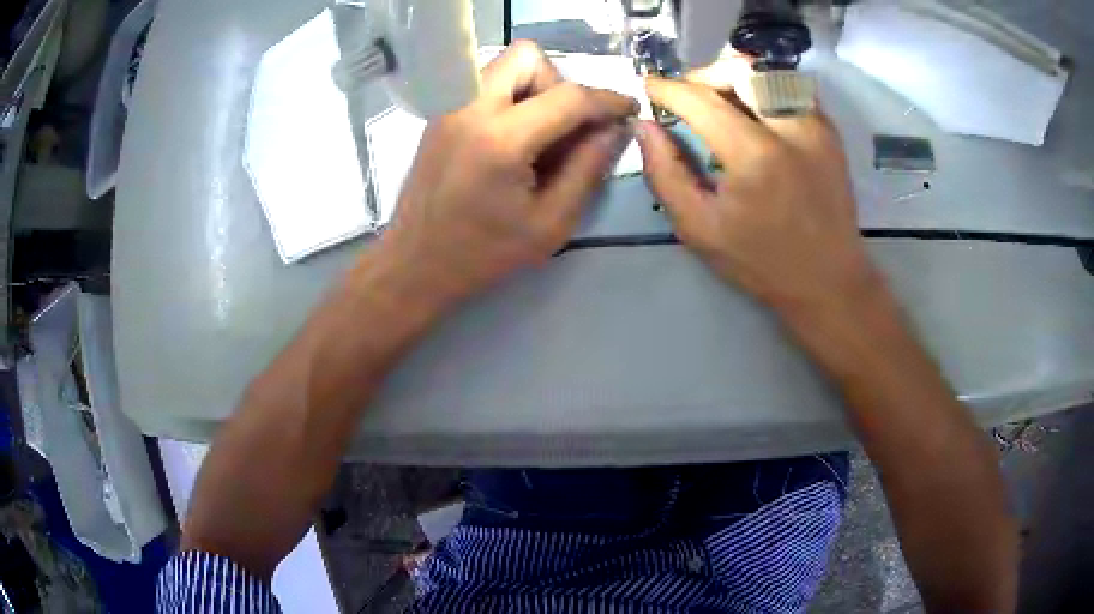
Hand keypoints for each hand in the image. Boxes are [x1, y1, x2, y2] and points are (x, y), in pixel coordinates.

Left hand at [378, 41, 637, 307]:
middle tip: (566, 125)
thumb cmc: (484, 253)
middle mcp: (469, 108)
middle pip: (527, 56)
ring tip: (539, 133)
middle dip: (559, 82)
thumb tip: (615, 129)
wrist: (415, 263)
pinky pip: (483, 84)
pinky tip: (512, 139)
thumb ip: (588, 169)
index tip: (628, 109)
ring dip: (533, 86)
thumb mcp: (551, 224)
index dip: (607, 100)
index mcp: (500, 139)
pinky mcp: (439, 115)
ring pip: (503, 64)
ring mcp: (449, 108)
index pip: (568, 96)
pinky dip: (509, 97)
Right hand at [637, 71, 878, 316]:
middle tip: (689, 97)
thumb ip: (665, 173)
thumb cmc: (762, 262)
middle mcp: (790, 129)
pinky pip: (791, 88)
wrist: (829, 280)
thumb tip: (645, 126)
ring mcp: (816, 126)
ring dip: (736, 78)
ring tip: (722, 101)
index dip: (667, 88)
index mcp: (754, 156)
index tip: (649, 87)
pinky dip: (765, 88)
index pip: (700, 100)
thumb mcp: (699, 229)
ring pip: (769, 72)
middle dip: (704, 75)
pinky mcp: (830, 131)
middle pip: (739, 69)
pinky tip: (755, 113)